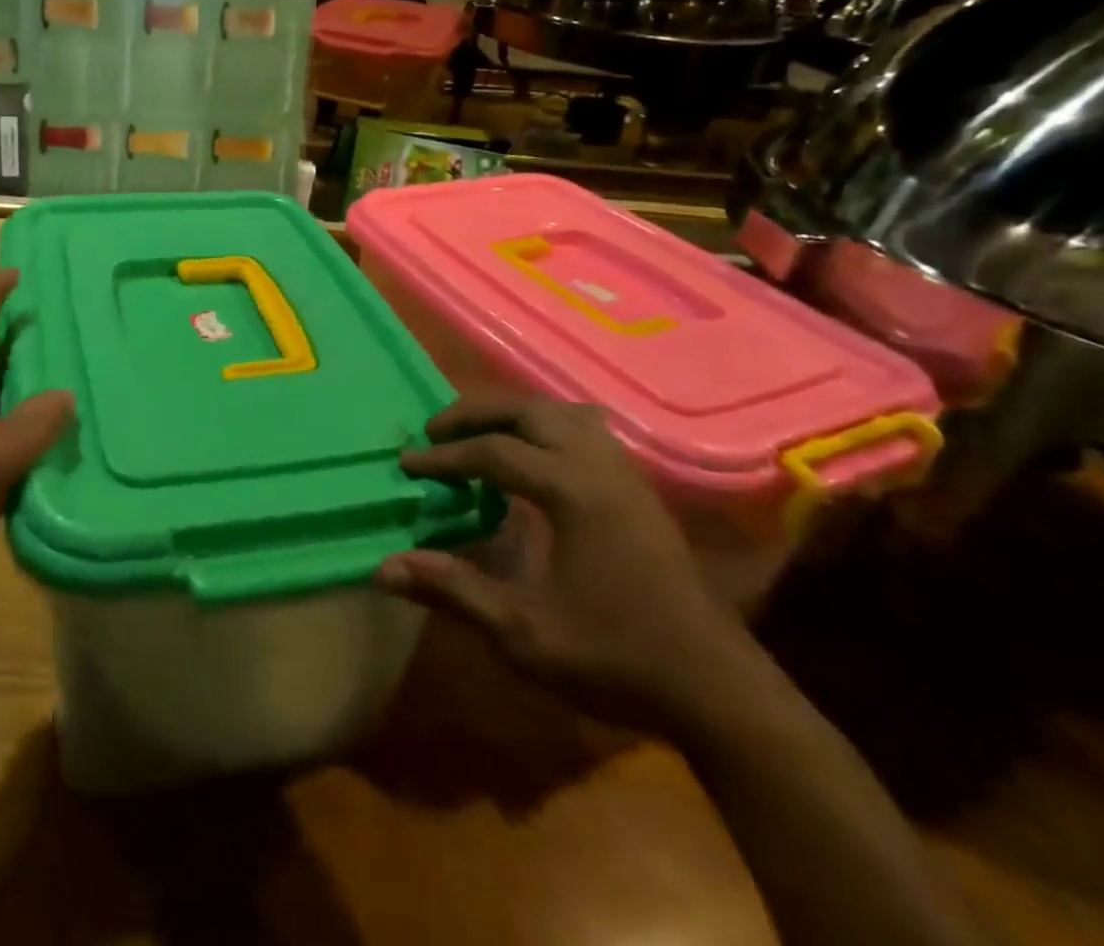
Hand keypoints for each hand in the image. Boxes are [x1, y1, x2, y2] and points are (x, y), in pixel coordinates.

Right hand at [376, 392, 770, 737]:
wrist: (719, 691)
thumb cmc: (617, 659)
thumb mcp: (524, 632)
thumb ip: (454, 590)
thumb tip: (384, 568)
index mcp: (573, 492)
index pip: (494, 453)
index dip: (443, 457)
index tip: (405, 463)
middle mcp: (600, 468)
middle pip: (529, 412)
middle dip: (476, 414)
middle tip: (435, 431)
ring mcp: (626, 475)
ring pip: (563, 414)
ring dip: (515, 415)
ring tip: (480, 435)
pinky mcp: (640, 491)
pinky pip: (586, 432)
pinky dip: (548, 428)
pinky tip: (536, 458)